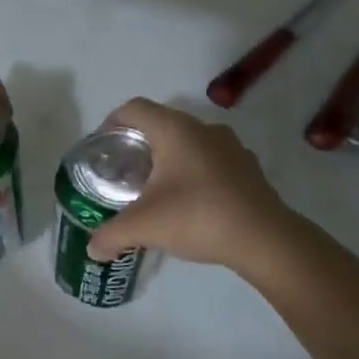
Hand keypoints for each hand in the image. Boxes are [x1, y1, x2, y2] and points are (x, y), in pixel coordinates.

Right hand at [85, 99, 292, 269]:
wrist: (265, 239)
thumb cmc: (198, 217)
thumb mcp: (145, 226)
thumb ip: (111, 235)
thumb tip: (93, 249)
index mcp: (175, 130)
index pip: (134, 109)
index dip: (112, 122)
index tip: (103, 147)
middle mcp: (203, 128)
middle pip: (161, 124)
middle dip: (139, 145)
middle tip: (124, 173)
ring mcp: (231, 146)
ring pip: (189, 143)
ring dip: (169, 160)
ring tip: (156, 190)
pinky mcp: (248, 168)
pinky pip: (211, 161)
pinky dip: (195, 174)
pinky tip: (190, 204)